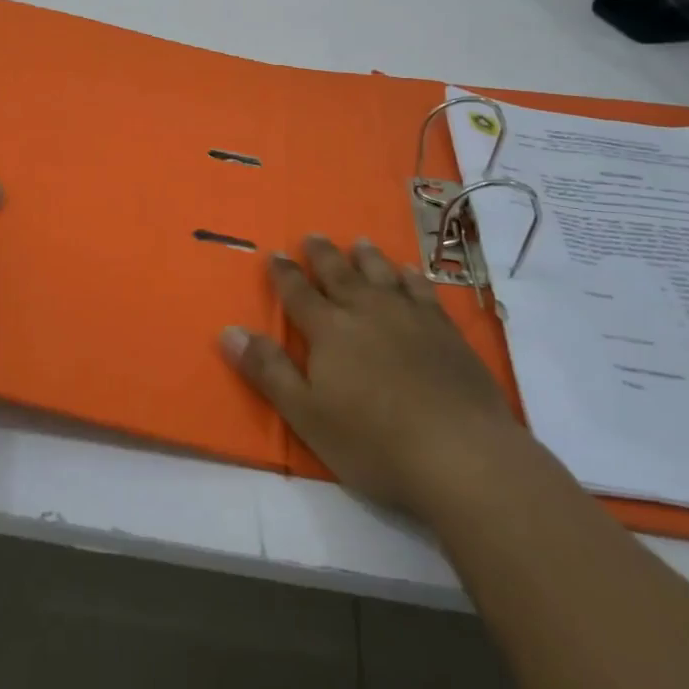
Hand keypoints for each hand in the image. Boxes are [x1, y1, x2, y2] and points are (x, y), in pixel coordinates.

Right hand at [222, 236, 517, 515]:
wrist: (460, 452)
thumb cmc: (373, 441)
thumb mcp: (306, 414)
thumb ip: (268, 371)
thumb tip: (229, 331)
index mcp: (329, 330)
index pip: (298, 293)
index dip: (284, 274)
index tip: (275, 254)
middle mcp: (366, 310)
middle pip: (339, 274)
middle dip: (322, 255)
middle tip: (312, 236)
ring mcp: (409, 316)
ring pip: (382, 274)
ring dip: (367, 257)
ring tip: (359, 243)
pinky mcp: (445, 330)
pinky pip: (422, 290)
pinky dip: (412, 277)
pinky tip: (410, 272)